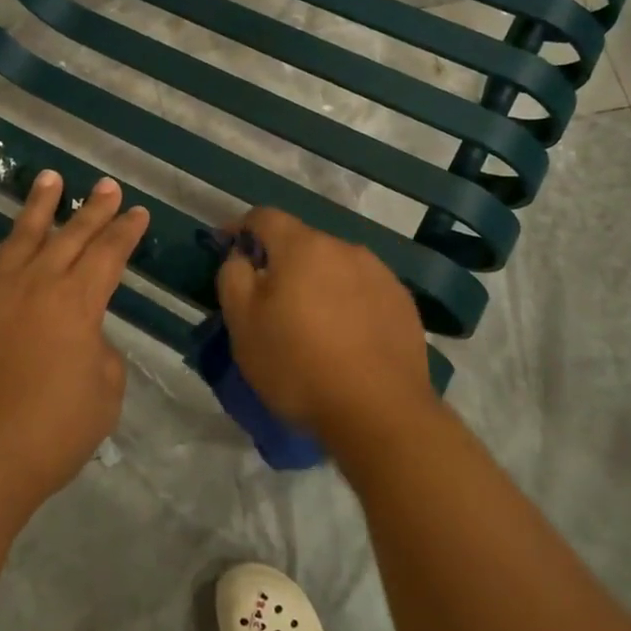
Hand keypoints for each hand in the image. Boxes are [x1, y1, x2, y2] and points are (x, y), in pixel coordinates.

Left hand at [0, 171, 149, 514]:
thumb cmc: (51, 433)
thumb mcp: (104, 395)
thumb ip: (100, 354)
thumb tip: (83, 337)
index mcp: (79, 302)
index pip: (110, 254)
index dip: (127, 232)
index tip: (138, 212)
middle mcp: (38, 283)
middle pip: (72, 236)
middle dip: (94, 209)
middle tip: (107, 185)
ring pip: (21, 235)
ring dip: (38, 204)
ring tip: (50, 176)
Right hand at [216, 208, 437, 447]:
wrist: (380, 413)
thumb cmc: (298, 364)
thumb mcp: (242, 323)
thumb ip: (233, 277)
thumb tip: (242, 258)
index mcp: (302, 246)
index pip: (264, 217)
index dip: (240, 229)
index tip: (226, 249)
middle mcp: (345, 249)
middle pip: (302, 243)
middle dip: (280, 263)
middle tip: (267, 301)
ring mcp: (380, 275)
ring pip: (335, 268)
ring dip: (317, 284)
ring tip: (310, 324)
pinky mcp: (404, 305)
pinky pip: (363, 292)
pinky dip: (347, 304)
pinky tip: (344, 340)